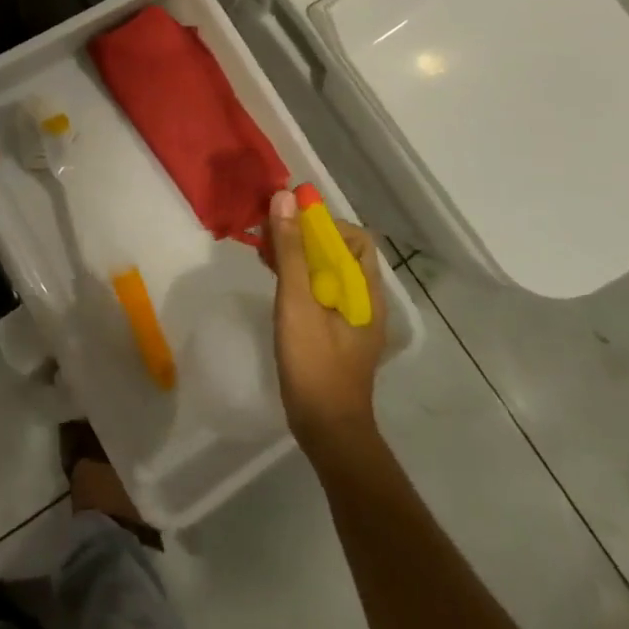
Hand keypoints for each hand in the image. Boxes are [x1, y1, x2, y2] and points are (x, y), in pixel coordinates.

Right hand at [267, 188, 389, 460]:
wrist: (327, 430)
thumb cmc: (315, 363)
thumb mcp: (297, 302)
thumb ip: (291, 251)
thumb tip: (285, 198)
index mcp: (366, 291)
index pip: (354, 237)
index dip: (323, 223)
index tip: (288, 219)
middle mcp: (363, 300)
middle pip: (338, 252)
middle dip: (304, 235)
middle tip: (267, 231)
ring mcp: (348, 318)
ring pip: (325, 271)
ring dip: (296, 254)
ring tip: (263, 248)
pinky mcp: (332, 332)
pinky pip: (316, 290)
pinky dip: (296, 276)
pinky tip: (271, 276)